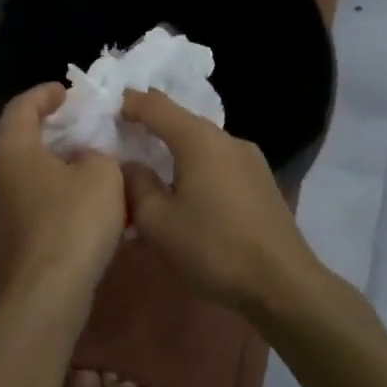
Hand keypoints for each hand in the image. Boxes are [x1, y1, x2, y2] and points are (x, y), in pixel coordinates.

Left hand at [0, 83, 125, 305]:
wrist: (46, 293)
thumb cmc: (73, 221)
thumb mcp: (103, 173)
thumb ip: (96, 152)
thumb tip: (85, 158)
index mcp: (7, 145)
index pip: (23, 104)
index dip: (47, 94)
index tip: (69, 92)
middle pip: (14, 134)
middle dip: (45, 126)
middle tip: (75, 123)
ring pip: (16, 166)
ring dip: (44, 158)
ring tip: (77, 158)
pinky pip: (19, 193)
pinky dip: (42, 185)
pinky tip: (70, 194)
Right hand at [119, 89, 320, 312]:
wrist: (283, 284)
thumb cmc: (213, 247)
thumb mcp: (157, 222)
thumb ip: (135, 184)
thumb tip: (129, 164)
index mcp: (198, 139)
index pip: (154, 104)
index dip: (127, 103)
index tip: (103, 110)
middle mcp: (226, 138)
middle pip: (180, 121)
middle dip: (149, 127)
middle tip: (121, 139)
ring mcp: (249, 158)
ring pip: (201, 143)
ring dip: (174, 151)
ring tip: (152, 170)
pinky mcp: (261, 181)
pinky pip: (218, 162)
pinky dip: (196, 167)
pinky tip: (187, 193)